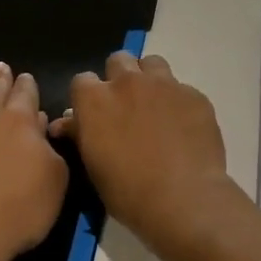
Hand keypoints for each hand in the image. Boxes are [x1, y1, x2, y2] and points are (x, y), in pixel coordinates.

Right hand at [49, 53, 237, 249]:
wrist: (184, 200)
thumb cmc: (128, 191)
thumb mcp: (93, 166)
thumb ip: (80, 134)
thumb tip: (65, 122)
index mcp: (95, 100)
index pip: (81, 80)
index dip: (87, 97)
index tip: (94, 115)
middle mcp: (128, 82)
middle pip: (118, 60)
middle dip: (119, 78)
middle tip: (126, 106)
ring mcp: (165, 85)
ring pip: (152, 64)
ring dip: (149, 79)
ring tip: (155, 107)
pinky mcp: (195, 95)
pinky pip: (182, 89)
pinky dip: (178, 102)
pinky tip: (183, 127)